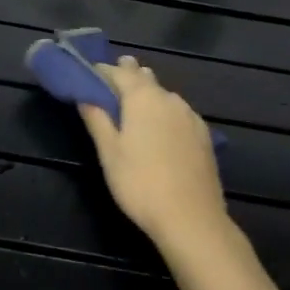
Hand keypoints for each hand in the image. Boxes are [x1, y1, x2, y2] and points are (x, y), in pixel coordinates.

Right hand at [76, 57, 229, 254]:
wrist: (191, 218)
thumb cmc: (140, 183)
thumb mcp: (109, 153)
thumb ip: (97, 119)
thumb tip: (85, 95)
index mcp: (143, 98)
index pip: (119, 72)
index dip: (102, 71)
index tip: (90, 74)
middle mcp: (169, 98)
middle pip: (145, 78)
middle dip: (128, 75)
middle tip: (113, 80)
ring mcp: (190, 116)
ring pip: (164, 95)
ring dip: (148, 94)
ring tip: (135, 103)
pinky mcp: (204, 135)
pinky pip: (179, 113)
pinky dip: (165, 112)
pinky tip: (162, 127)